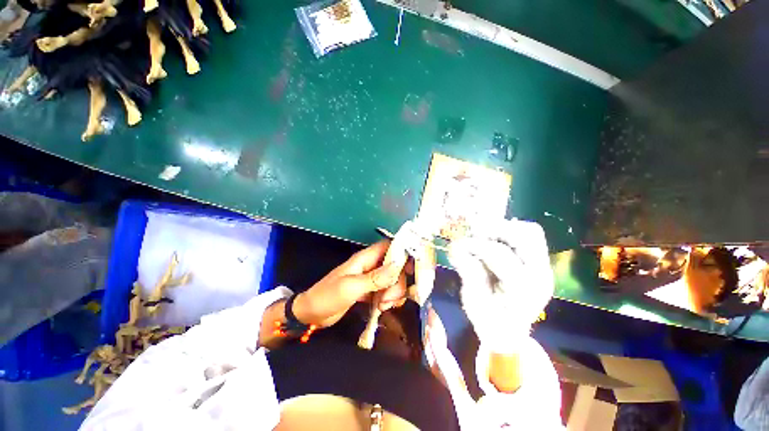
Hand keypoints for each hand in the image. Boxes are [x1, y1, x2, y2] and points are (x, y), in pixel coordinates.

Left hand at [293, 240, 407, 327]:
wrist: (311, 314)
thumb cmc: (327, 296)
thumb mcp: (350, 287)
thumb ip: (374, 278)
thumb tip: (398, 266)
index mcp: (365, 258)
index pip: (389, 246)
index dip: (402, 252)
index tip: (411, 268)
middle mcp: (371, 266)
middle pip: (395, 266)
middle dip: (397, 282)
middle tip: (388, 299)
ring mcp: (371, 279)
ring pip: (393, 280)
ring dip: (393, 293)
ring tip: (382, 306)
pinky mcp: (370, 291)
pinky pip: (386, 291)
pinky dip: (388, 299)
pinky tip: (382, 308)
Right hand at [448, 219, 553, 353]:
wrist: (508, 334)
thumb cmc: (488, 321)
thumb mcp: (472, 300)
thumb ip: (468, 271)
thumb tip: (455, 246)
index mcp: (522, 290)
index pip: (501, 254)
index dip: (476, 245)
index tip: (458, 244)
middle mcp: (540, 275)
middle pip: (526, 235)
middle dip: (495, 230)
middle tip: (474, 235)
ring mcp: (543, 267)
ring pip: (531, 231)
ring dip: (503, 229)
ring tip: (484, 236)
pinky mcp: (540, 262)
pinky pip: (529, 236)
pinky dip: (509, 233)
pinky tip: (493, 240)